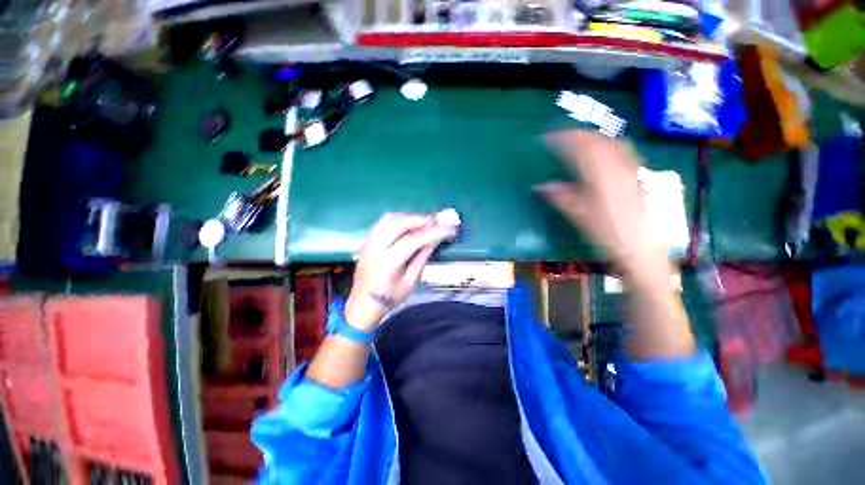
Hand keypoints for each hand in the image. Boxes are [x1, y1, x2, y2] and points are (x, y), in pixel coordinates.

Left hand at [345, 213, 455, 330]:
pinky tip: (409, 224)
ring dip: (409, 217)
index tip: (447, 228)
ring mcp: (368, 242)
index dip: (431, 232)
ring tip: (425, 221)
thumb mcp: (410, 282)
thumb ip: (421, 258)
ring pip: (389, 218)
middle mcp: (374, 248)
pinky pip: (383, 222)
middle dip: (419, 219)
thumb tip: (434, 239)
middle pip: (397, 223)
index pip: (411, 241)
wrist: (363, 302)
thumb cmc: (390, 297)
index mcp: (387, 264)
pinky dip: (399, 219)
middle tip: (437, 220)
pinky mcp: (367, 240)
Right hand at [535, 130, 666, 275]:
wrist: (639, 248)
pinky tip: (604, 151)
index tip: (547, 137)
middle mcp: (617, 166)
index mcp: (599, 174)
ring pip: (611, 142)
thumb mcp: (578, 215)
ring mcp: (630, 169)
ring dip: (593, 137)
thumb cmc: (606, 232)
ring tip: (579, 141)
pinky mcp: (637, 175)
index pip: (580, 146)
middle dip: (577, 135)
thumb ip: (559, 197)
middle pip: (597, 140)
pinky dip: (608, 145)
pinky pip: (623, 150)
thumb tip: (538, 186)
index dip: (563, 138)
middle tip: (560, 137)